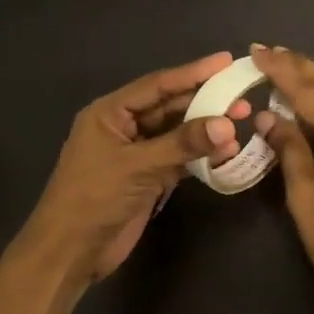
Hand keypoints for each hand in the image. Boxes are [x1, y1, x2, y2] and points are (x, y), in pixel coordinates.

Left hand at [22, 53, 250, 281]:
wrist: (70, 251)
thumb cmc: (94, 198)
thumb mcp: (138, 166)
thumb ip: (183, 144)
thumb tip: (227, 125)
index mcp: (110, 112)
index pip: (157, 85)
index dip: (192, 72)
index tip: (226, 61)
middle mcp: (124, 127)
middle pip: (170, 107)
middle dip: (205, 102)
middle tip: (242, 97)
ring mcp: (136, 154)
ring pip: (177, 133)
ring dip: (206, 130)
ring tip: (242, 122)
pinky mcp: (147, 178)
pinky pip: (178, 158)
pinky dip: (200, 155)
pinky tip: (226, 153)